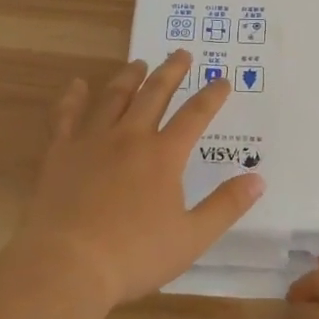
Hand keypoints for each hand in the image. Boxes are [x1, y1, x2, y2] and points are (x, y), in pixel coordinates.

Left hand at [14, 49, 264, 308]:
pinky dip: (73, 97)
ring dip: (129, 77)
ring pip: (114, 97)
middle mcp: (130, 137)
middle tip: (181, 53)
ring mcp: (92, 141)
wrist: (67, 265)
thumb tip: (258, 179)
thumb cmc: (134, 255)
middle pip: (154, 94)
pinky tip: (77, 85)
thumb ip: (226, 206)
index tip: (223, 80)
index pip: (195, 115)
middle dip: (171, 72)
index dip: (212, 96)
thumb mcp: (192, 237)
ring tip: (139, 63)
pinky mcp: (60, 152)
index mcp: (164, 155)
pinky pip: (67, 115)